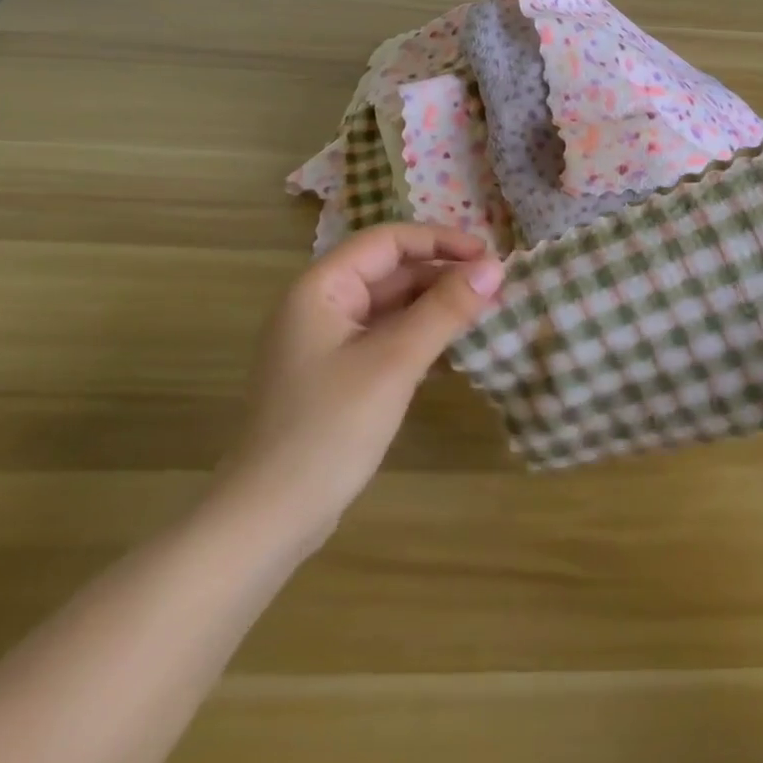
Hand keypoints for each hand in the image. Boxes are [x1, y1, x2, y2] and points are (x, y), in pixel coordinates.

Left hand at [217, 224, 503, 546]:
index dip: (440, 241)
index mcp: (321, 288)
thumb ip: (445, 309)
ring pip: (390, 307)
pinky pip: (384, 339)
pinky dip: (419, 337)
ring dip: (434, 307)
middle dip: (442, 275)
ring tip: (483, 314)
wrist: (266, 522)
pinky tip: (453, 351)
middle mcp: (320, 306)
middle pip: (390, 271)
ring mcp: (325, 344)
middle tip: (495, 289)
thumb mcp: (394, 362)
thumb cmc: (328, 430)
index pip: (388, 240)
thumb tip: (495, 266)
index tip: (489, 256)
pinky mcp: (335, 377)